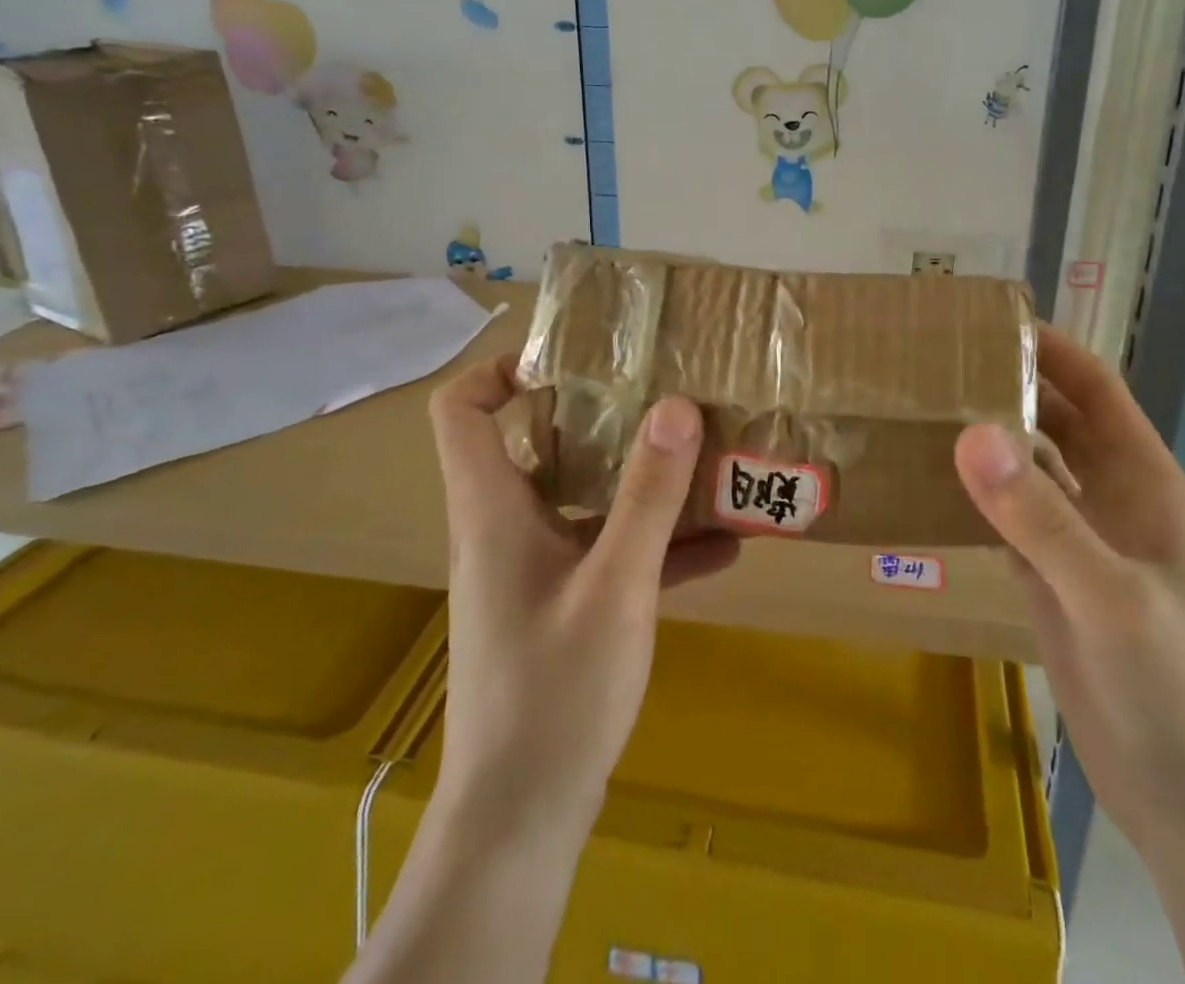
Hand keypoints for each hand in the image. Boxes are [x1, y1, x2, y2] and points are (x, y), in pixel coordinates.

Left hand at [427, 355, 739, 832]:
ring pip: (582, 499)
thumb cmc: (555, 693)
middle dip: (601, 415)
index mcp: (493, 509)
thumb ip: (648, 495)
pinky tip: (721, 549)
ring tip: (706, 461)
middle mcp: (505, 528)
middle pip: (538, 444)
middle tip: (662, 396)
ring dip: (640, 482)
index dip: (503, 369)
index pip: (463, 409)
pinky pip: (607, 553)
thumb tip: (676, 405)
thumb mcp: (616, 586)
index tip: (574, 360)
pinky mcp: (561, 607)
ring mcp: (533, 570)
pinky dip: (653, 543)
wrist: (520, 823)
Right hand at [953, 328, 1184, 849]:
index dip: (1049, 348)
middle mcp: (1111, 498)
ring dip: (986, 440)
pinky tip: (929, 484)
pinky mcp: (1053, 581)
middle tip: (932, 363)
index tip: (983, 322)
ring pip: (1029, 468)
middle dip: (1006, 385)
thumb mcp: (1109, 597)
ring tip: (920, 411)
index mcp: (1142, 480)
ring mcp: (1081, 541)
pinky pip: (1009, 519)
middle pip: (1055, 419)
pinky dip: (975, 496)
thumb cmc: (1176, 691)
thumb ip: (1040, 516)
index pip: (1093, 388)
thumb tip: (970, 432)